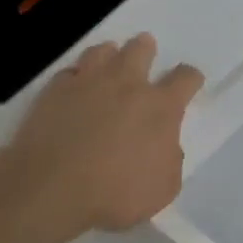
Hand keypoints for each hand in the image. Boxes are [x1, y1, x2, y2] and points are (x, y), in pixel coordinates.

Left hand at [6, 34, 204, 234]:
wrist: (52, 188)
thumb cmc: (115, 194)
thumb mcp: (164, 188)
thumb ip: (171, 159)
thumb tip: (166, 144)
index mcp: (160, 107)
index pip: (185, 78)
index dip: (190, 79)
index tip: (189, 84)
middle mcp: (126, 84)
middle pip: (140, 49)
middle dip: (146, 49)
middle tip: (145, 54)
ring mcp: (88, 82)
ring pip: (102, 51)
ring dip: (109, 55)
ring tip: (108, 63)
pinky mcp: (55, 90)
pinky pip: (69, 72)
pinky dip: (76, 77)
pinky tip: (74, 88)